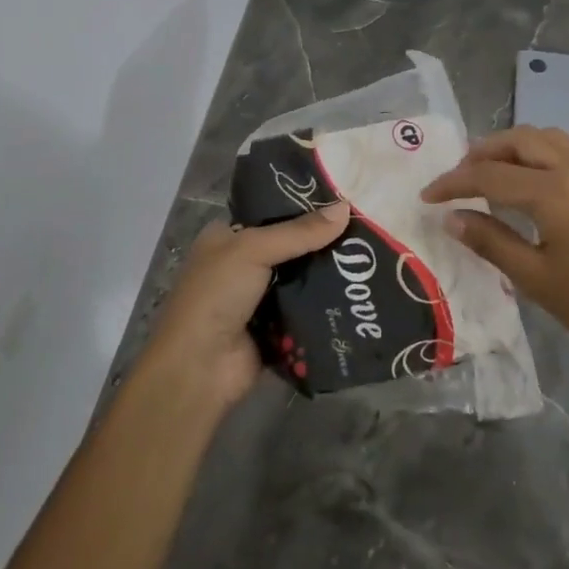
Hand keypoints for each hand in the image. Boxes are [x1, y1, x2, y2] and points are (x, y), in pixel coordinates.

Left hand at [139, 202, 350, 415]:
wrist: (199, 368)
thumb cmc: (216, 296)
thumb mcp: (253, 250)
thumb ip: (299, 232)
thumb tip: (346, 208)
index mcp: (226, 238)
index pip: (271, 213)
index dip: (303, 206)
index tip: (343, 200)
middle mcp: (241, 265)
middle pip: (290, 247)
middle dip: (322, 242)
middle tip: (364, 230)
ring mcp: (258, 300)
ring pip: (301, 279)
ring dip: (328, 274)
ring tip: (369, 259)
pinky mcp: (274, 329)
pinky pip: (307, 310)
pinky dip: (326, 305)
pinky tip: (358, 293)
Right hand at [421, 126, 568, 369]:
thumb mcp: (534, 277)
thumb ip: (489, 240)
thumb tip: (451, 218)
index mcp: (556, 193)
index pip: (491, 176)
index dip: (454, 183)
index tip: (428, 196)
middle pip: (520, 140)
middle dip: (483, 152)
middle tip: (458, 177)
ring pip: (547, 138)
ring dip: (513, 147)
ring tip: (489, 172)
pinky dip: (540, 154)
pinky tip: (528, 181)